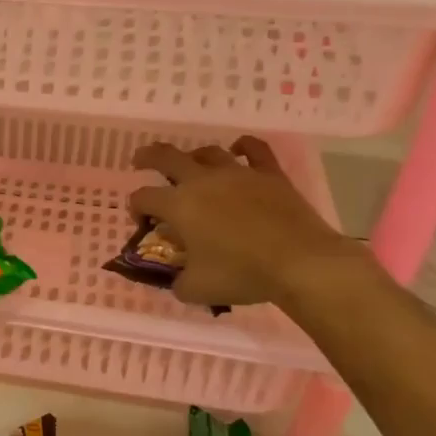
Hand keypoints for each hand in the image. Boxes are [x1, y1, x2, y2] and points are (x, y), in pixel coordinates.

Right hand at [127, 137, 365, 307]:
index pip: (143, 197)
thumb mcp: (198, 289)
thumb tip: (178, 279)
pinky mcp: (268, 174)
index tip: (144, 223)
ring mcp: (237, 173)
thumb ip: (179, 282)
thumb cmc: (242, 274)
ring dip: (193, 156)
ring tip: (190, 163)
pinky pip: (254, 149)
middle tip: (140, 160)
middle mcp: (201, 181)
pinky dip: (243, 146)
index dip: (136, 208)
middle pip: (166, 157)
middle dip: (148, 157)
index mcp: (178, 205)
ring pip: (207, 152)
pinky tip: (238, 149)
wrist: (300, 262)